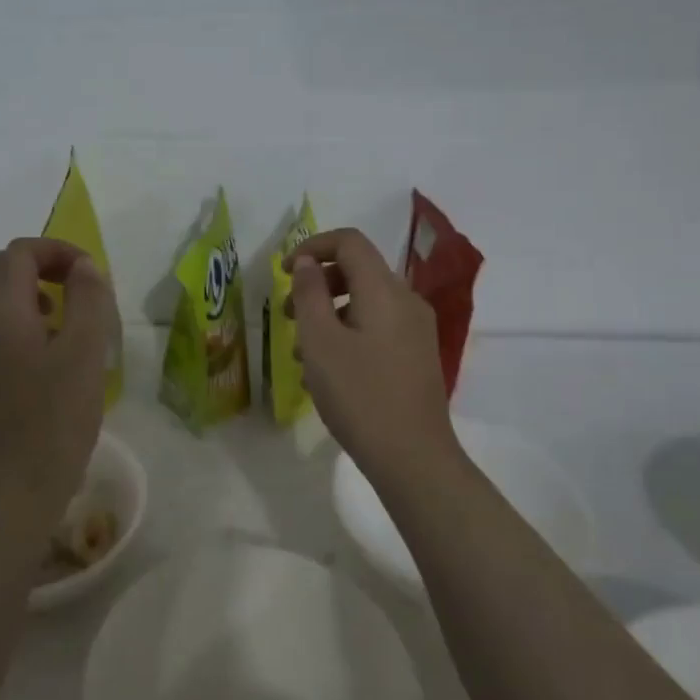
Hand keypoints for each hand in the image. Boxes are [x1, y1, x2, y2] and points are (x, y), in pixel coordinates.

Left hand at [0, 237, 118, 504]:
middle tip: (77, 283)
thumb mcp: (86, 350)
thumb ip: (88, 299)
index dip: (57, 250)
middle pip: (0, 265)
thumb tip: (84, 267)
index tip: (90, 272)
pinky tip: (57, 341)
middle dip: (40, 262)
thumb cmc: (59, 412)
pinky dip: (27, 311)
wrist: (25, 476)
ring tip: (70, 311)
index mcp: (3, 311)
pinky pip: (1, 318)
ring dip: (33, 286)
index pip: (20, 253)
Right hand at [286, 228, 457, 482]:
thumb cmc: (359, 395)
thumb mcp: (320, 342)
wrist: (412, 457)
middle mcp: (406, 301)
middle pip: (358, 270)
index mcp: (384, 290)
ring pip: (365, 301)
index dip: (312, 246)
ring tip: (302, 351)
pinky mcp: (416, 355)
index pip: (349, 242)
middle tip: (287, 316)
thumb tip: (305, 262)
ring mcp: (416, 329)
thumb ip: (309, 294)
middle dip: (317, 284)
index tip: (283, 272)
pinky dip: (347, 332)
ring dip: (328, 312)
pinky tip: (326, 371)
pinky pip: (376, 326)